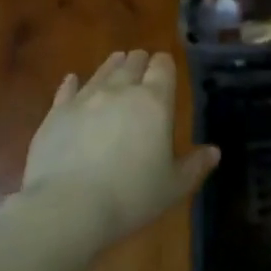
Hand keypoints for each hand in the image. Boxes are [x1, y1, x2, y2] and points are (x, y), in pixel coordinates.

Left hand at [19, 50, 218, 248]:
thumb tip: (214, 152)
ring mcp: (85, 99)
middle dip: (140, 61)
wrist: (67, 208)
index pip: (162, 67)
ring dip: (112, 66)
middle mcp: (120, 91)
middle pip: (132, 63)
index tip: (165, 66)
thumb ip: (195, 165)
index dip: (164, 64)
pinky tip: (72, 80)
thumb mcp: (173, 186)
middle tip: (142, 65)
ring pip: (102, 71)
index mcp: (155, 102)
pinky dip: (73, 83)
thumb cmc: (131, 196)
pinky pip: (67, 90)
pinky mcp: (56, 114)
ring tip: (117, 62)